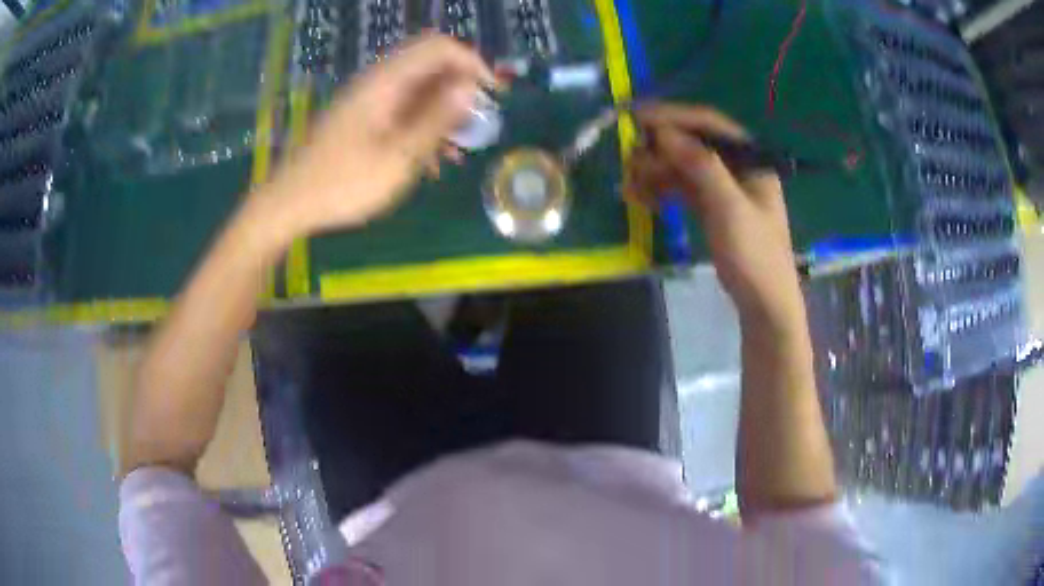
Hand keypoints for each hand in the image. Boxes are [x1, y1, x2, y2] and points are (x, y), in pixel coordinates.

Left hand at [264, 34, 492, 236]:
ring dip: (443, 113)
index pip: (440, 47)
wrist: (289, 202)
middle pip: (430, 66)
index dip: (472, 63)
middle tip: (477, 123)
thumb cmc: (343, 182)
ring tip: (458, 149)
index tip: (492, 94)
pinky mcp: (361, 119)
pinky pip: (401, 110)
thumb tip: (470, 86)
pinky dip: (422, 126)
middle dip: (460, 89)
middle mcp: (378, 82)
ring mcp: (368, 100)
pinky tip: (430, 161)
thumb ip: (436, 118)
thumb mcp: (399, 155)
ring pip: (418, 90)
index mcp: (386, 81)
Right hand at [627, 104, 803, 329]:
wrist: (764, 304)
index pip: (709, 124)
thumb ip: (700, 166)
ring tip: (629, 185)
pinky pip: (682, 188)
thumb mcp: (729, 208)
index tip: (635, 117)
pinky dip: (662, 189)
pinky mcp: (712, 207)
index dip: (672, 116)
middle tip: (629, 160)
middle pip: (693, 142)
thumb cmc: (754, 255)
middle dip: (659, 148)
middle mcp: (737, 166)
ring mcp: (723, 187)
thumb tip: (664, 132)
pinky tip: (640, 198)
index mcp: (750, 158)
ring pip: (683, 166)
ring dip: (655, 170)